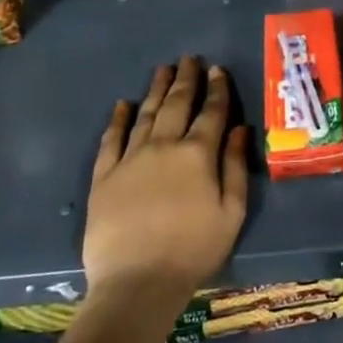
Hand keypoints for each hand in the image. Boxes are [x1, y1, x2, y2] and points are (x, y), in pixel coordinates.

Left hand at [83, 58, 247, 302]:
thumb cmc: (193, 250)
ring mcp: (130, 159)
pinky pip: (111, 140)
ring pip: (145, 114)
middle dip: (186, 79)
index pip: (211, 112)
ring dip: (156, 90)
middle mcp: (163, 146)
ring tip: (163, 70)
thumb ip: (235, 167)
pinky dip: (118, 120)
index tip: (218, 69)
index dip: (217, 89)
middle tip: (189, 58)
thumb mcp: (231, 212)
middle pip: (176, 104)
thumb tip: (239, 129)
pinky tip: (122, 105)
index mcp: (197, 154)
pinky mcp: (104, 177)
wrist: (136, 284)